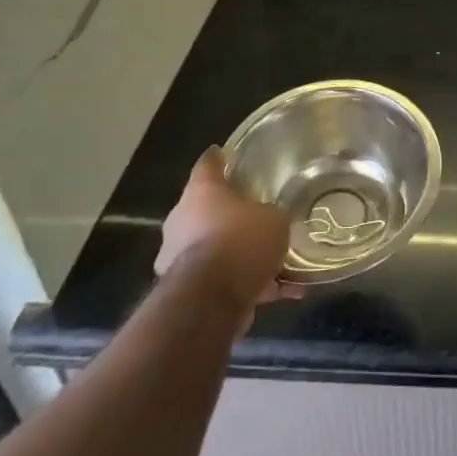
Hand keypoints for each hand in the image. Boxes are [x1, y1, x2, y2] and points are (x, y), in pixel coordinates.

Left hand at [154, 149, 301, 322]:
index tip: (227, 154)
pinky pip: (220, 281)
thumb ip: (272, 215)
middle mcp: (181, 220)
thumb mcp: (274, 219)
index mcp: (201, 192)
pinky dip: (244, 285)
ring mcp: (177, 257)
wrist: (211, 301)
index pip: (208, 164)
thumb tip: (273, 218)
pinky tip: (279, 292)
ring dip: (236, 254)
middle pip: (206, 208)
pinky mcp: (185, 291)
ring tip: (273, 262)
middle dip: (229, 213)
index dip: (219, 158)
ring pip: (212, 247)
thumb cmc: (241, 241)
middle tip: (256, 214)